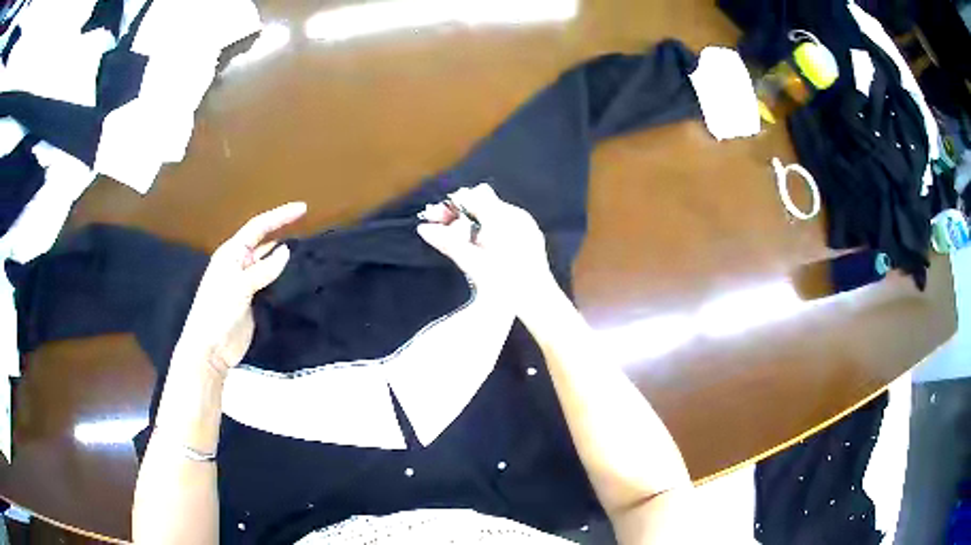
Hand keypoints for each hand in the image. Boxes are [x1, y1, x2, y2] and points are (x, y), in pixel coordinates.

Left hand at [174, 202, 306, 377]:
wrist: (210, 348)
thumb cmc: (218, 311)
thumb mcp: (239, 286)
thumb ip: (263, 269)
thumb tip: (287, 251)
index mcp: (231, 253)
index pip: (258, 227)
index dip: (279, 216)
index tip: (303, 208)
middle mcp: (239, 264)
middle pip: (263, 242)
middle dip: (283, 231)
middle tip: (308, 227)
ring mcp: (246, 283)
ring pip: (268, 262)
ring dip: (284, 255)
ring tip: (308, 250)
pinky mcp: (253, 301)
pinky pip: (271, 283)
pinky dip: (283, 277)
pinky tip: (297, 277)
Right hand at [417, 184, 555, 305]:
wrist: (539, 302)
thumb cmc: (508, 285)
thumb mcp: (474, 264)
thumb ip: (449, 243)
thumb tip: (424, 229)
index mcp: (504, 218)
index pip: (471, 197)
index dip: (450, 206)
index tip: (433, 216)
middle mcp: (516, 215)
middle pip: (480, 202)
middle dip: (457, 212)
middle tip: (437, 224)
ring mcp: (525, 225)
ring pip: (491, 212)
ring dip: (470, 220)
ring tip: (454, 235)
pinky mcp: (529, 236)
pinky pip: (502, 222)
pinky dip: (485, 228)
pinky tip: (477, 243)